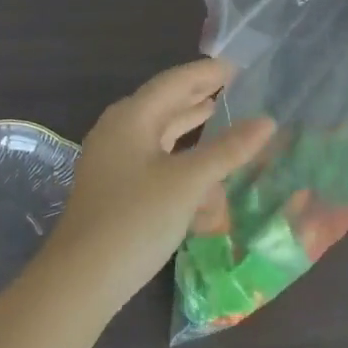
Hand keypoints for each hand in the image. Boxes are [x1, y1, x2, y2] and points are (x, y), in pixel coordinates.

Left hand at [40, 59, 274, 315]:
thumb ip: (228, 150)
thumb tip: (267, 121)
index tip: (237, 66)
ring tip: (215, 111)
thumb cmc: (135, 220)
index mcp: (131, 117)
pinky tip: (196, 166)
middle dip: (196, 94)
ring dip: (186, 123)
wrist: (80, 280)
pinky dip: (176, 155)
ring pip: (156, 131)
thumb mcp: (188, 182)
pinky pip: (150, 158)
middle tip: (231, 85)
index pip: (174, 82)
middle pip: (163, 102)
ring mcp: (111, 160)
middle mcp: (118, 130)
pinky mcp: (113, 187)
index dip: (206, 72)